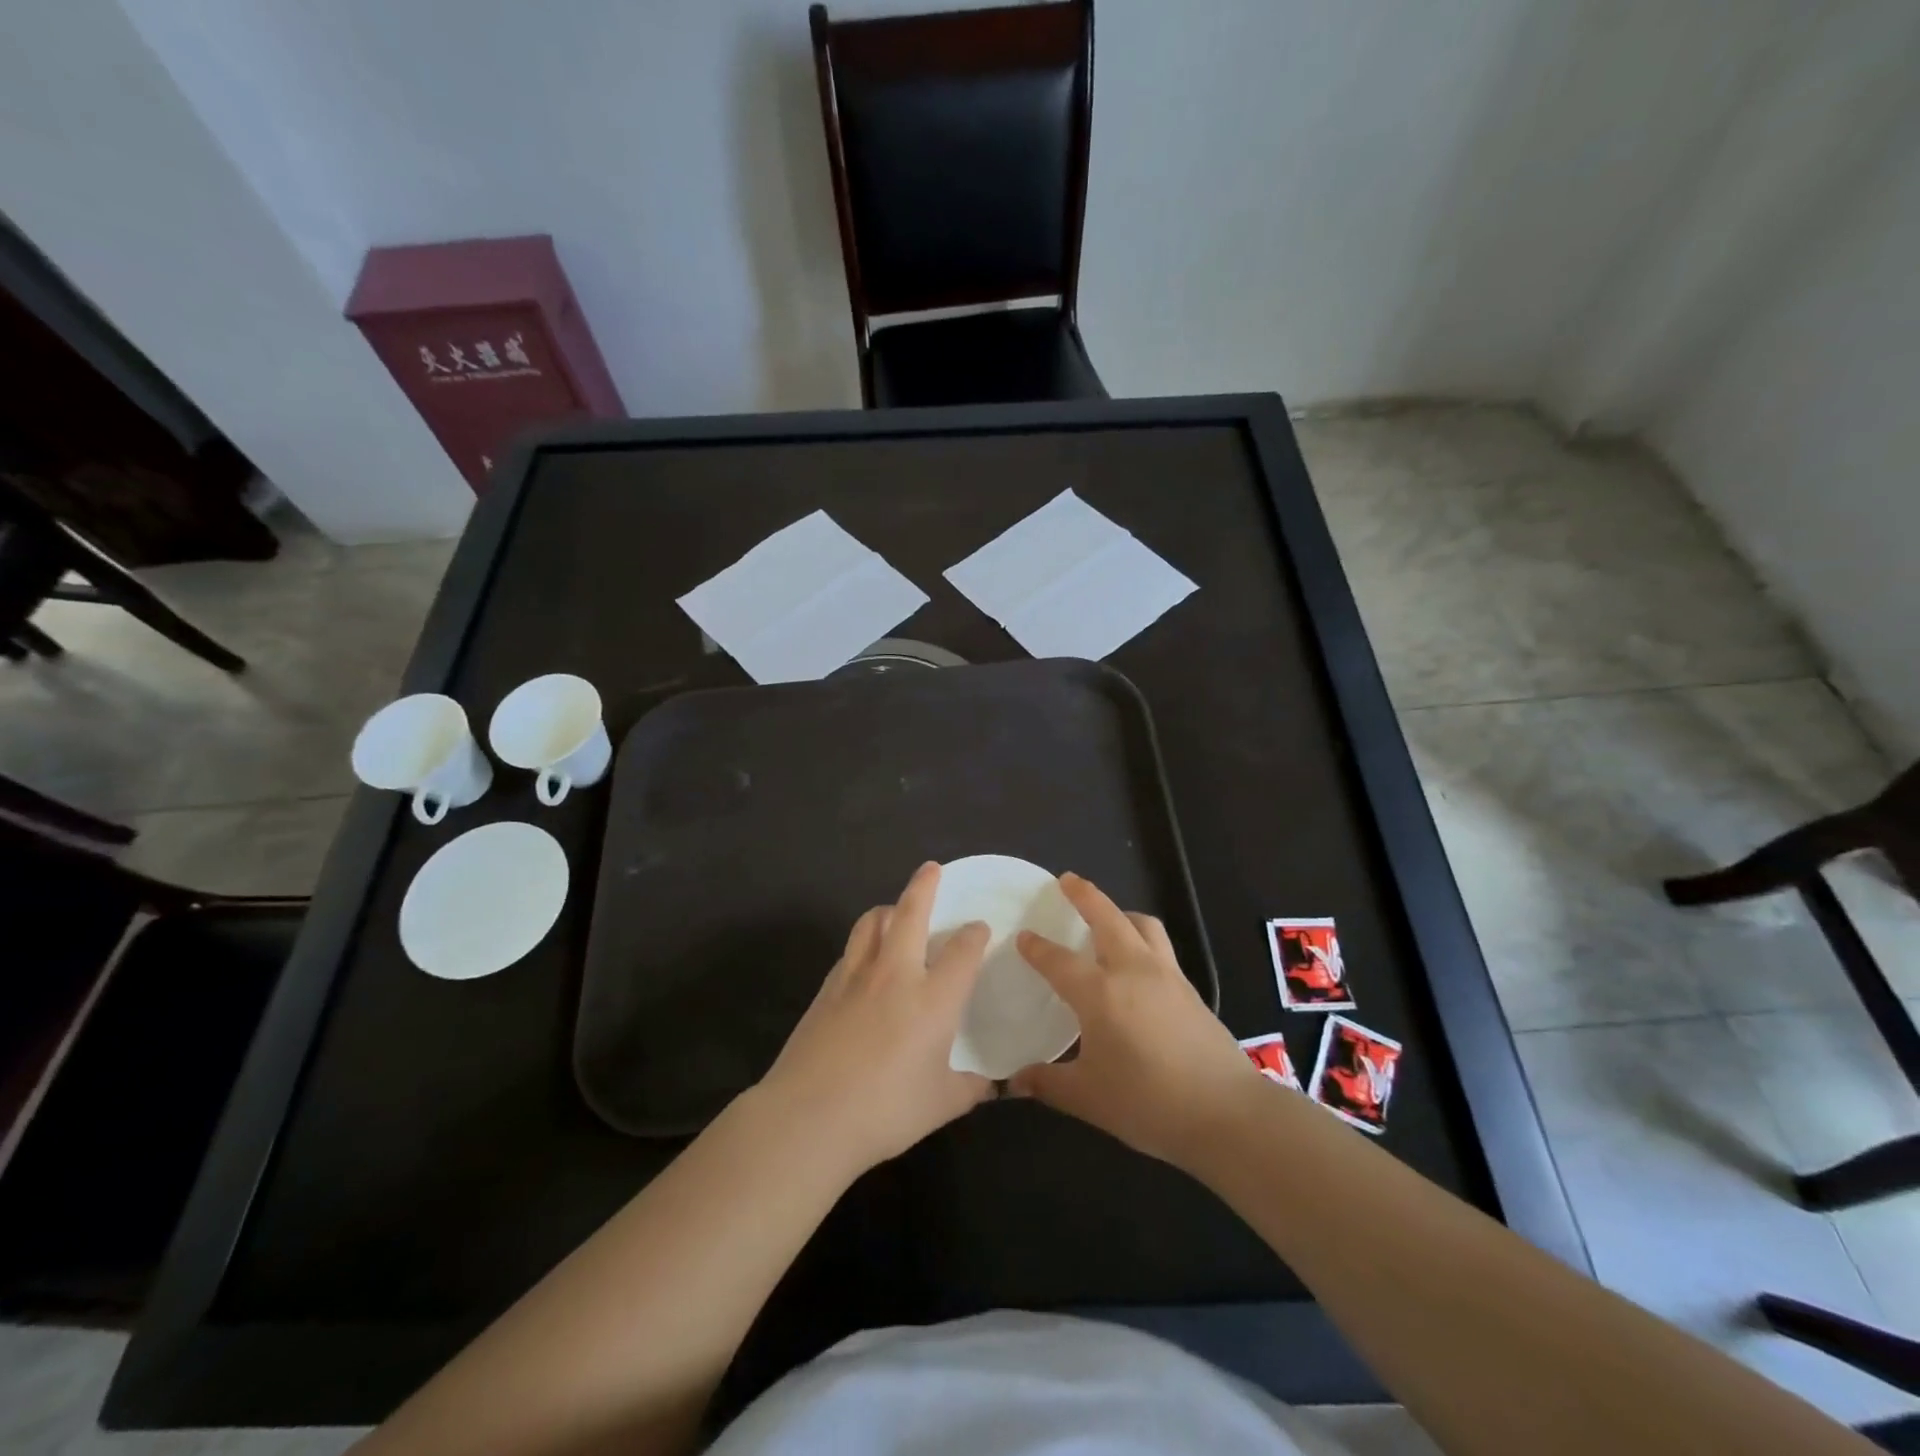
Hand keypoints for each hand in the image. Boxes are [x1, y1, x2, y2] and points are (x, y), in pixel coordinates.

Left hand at [756, 862, 993, 1177]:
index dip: (974, 934)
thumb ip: (970, 1087)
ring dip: (888, 909)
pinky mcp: (826, 988)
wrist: (809, 1116)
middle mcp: (896, 974)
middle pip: (910, 913)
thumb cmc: (885, 1109)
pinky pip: (850, 950)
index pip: (962, 951)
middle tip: (931, 869)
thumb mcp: (942, 1104)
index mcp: (934, 997)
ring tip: (894, 910)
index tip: (979, 928)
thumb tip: (991, 1085)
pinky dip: (863, 942)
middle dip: (924, 885)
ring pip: (872, 922)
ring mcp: (856, 977)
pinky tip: (865, 960)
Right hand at [1010, 873, 1262, 1170]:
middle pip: (1107, 917)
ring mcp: (1167, 975)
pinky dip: (1143, 938)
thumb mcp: (1088, 1098)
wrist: (1226, 1113)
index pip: (1059, 960)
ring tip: (1108, 917)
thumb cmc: (1148, 1103)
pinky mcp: (1190, 989)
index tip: (1023, 936)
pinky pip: (1161, 946)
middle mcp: (1132, 970)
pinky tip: (1138, 963)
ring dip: (1121, 912)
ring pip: (1142, 925)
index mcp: (1100, 992)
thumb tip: (1015, 1082)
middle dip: (1085, 895)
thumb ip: (1048, 1083)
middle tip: (1067, 880)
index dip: (1037, 948)